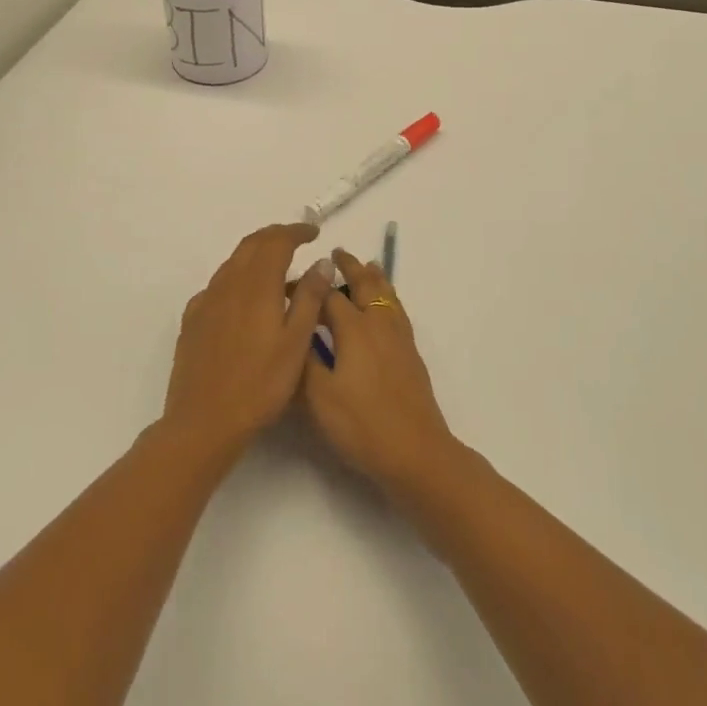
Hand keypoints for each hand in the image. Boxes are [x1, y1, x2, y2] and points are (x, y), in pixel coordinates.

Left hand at [163, 223, 334, 462]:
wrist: (204, 420)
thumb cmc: (260, 384)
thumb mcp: (297, 342)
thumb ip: (309, 298)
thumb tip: (321, 262)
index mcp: (257, 285)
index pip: (276, 241)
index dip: (296, 231)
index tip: (314, 232)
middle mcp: (228, 283)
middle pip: (251, 244)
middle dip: (275, 236)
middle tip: (297, 239)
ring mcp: (206, 301)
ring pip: (233, 263)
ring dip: (256, 255)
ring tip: (277, 268)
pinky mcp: (193, 320)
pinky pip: (218, 285)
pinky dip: (237, 278)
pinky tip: (245, 299)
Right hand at [303, 249, 458, 495]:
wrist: (415, 452)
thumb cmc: (361, 425)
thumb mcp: (318, 396)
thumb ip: (305, 358)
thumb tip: (295, 328)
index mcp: (354, 329)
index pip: (328, 296)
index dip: (308, 288)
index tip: (290, 285)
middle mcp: (379, 325)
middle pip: (366, 285)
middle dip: (351, 267)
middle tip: (338, 253)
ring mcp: (400, 338)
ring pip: (388, 296)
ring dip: (375, 278)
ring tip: (369, 266)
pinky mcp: (411, 354)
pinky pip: (398, 311)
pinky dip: (389, 297)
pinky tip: (387, 308)